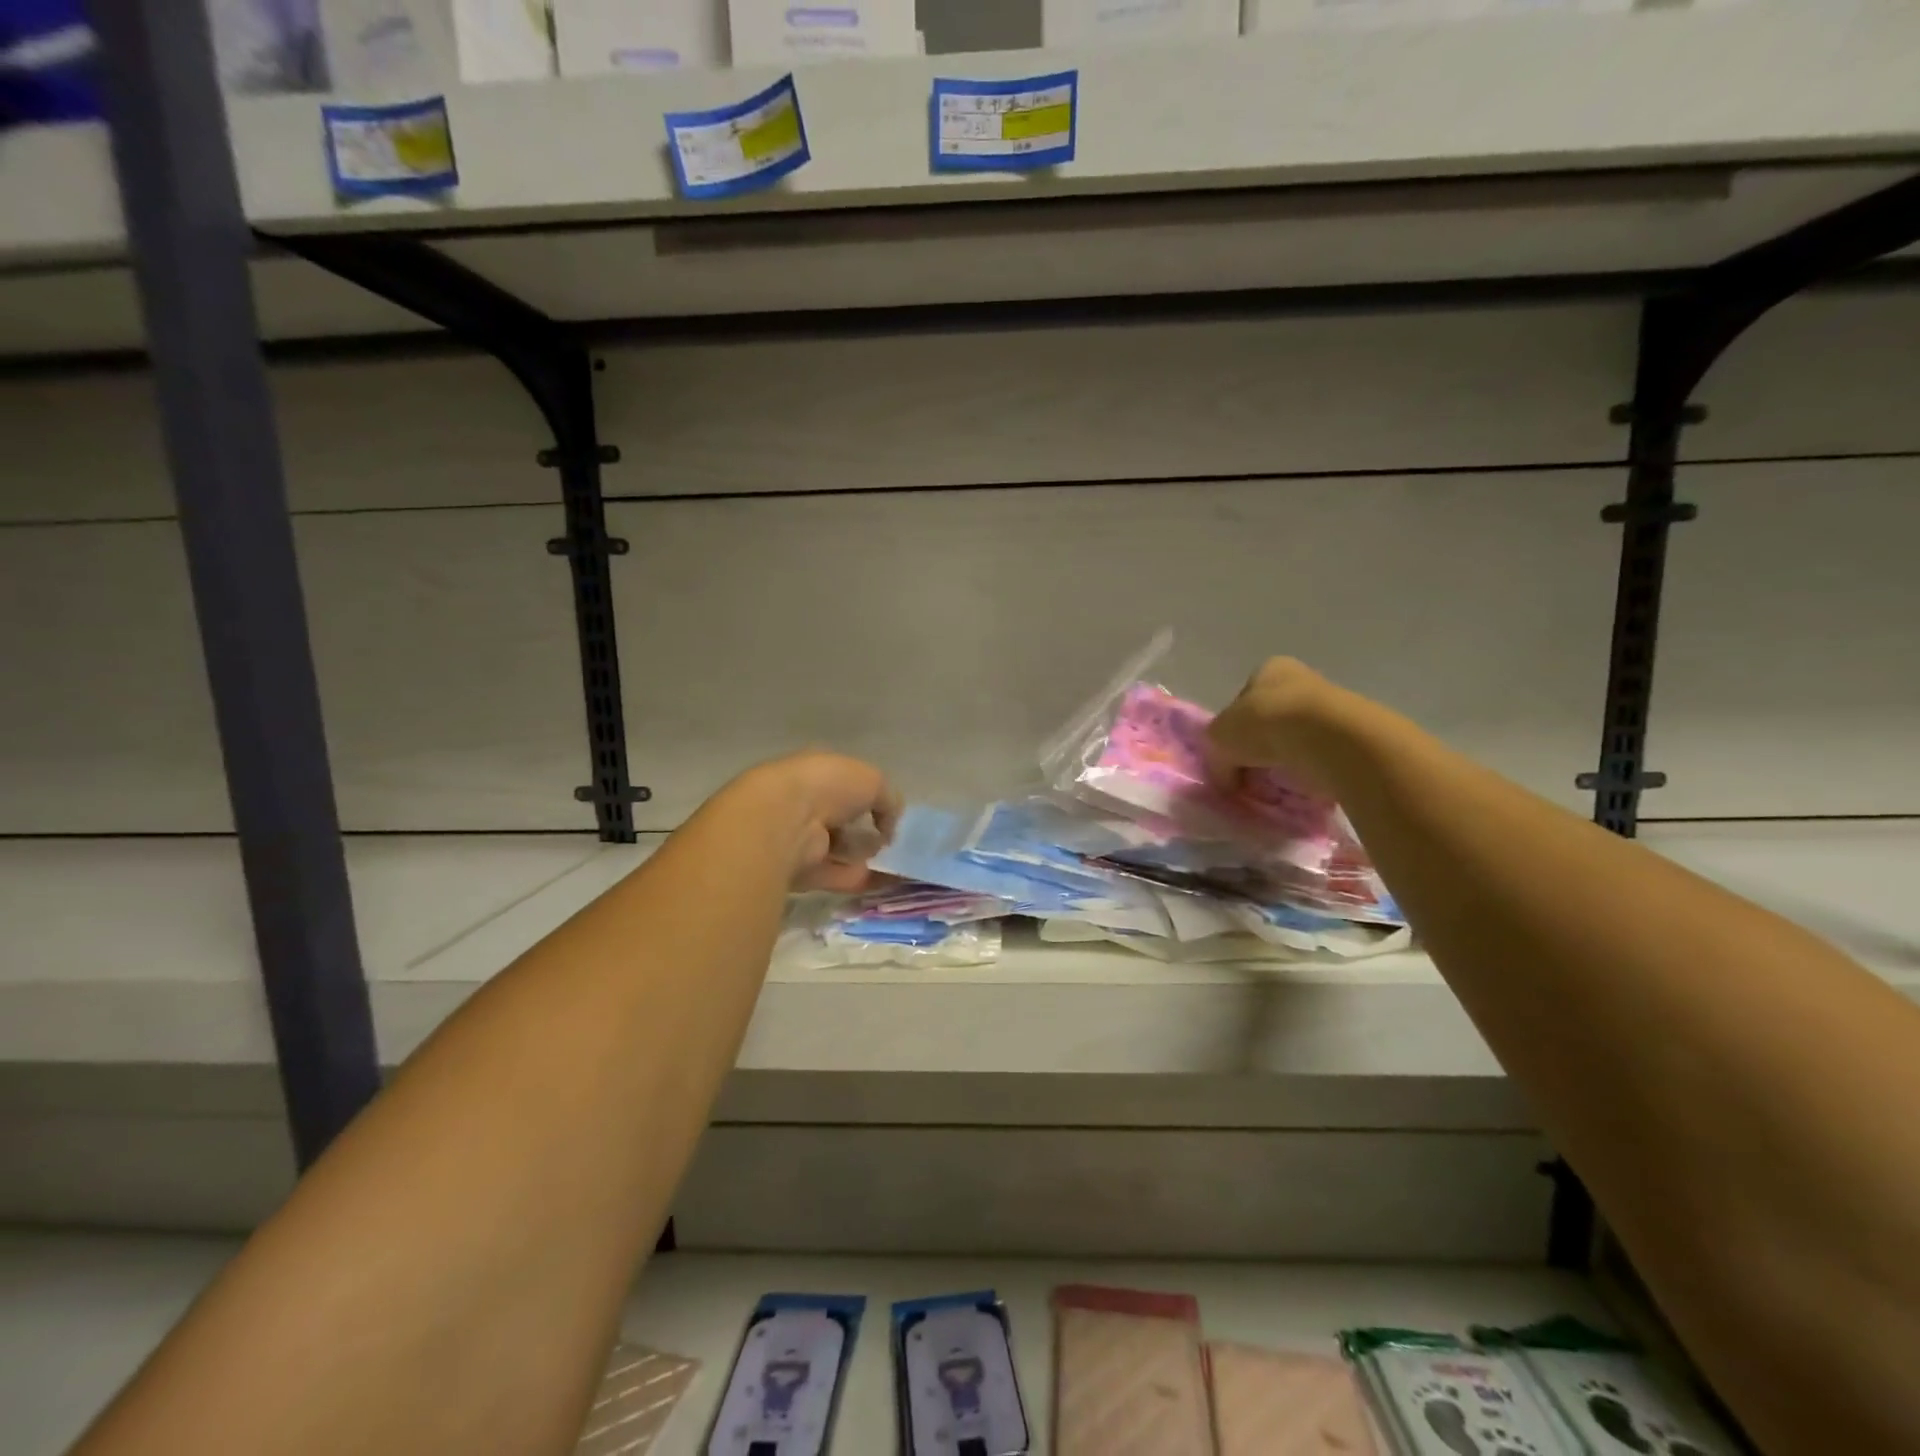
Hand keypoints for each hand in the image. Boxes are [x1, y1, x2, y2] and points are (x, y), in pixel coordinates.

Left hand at [734, 751, 900, 892]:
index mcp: (816, 772)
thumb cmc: (827, 787)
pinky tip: (886, 881)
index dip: (868, 796)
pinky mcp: (799, 871)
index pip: (844, 783)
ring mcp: (799, 838)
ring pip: (838, 848)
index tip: (889, 813)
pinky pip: (836, 875)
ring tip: (896, 863)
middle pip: (841, 818)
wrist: (783, 821)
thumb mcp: (872, 780)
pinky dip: (860, 879)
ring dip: (865, 856)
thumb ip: (888, 800)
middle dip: (866, 829)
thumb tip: (890, 827)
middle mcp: (804, 803)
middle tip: (892, 840)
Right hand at [1206, 657, 1344, 795]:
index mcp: (1268, 670)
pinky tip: (1301, 784)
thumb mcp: (1218, 739)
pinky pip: (1320, 758)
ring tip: (1277, 785)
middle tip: (1251, 775)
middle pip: (1271, 721)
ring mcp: (1330, 706)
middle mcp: (1301, 680)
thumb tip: (1226, 777)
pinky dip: (1309, 772)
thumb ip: (1217, 755)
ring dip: (1285, 762)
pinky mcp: (1352, 736)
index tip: (1232, 757)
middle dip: (1260, 749)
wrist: (1325, 739)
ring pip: (1296, 740)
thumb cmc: (1263, 724)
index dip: (1233, 731)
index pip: (1243, 701)